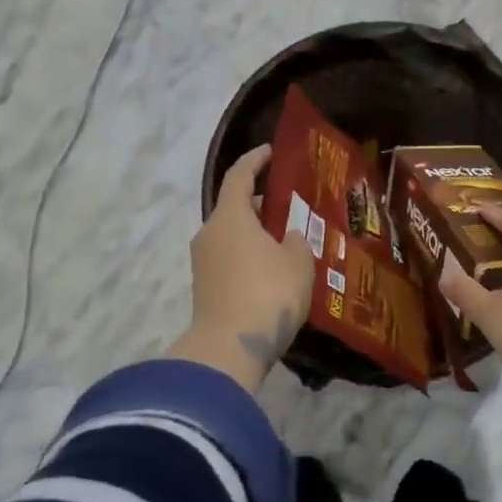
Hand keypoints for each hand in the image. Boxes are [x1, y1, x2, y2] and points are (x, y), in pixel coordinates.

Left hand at [170, 144, 315, 391]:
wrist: (229, 349)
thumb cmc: (268, 293)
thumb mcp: (298, 261)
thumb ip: (297, 241)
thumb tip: (289, 237)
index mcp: (230, 216)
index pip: (239, 176)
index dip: (255, 160)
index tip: (270, 152)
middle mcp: (210, 233)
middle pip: (234, 208)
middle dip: (261, 203)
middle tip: (290, 205)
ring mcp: (203, 263)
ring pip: (232, 236)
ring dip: (256, 234)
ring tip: (287, 240)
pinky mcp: (205, 289)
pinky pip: (230, 260)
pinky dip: (249, 256)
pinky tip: (273, 270)